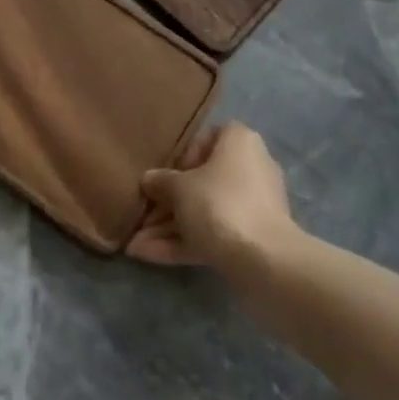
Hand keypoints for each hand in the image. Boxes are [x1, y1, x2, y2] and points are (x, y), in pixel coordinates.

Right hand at [128, 121, 297, 269]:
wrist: (264, 261)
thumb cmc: (220, 205)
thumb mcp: (180, 188)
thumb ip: (161, 182)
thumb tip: (148, 179)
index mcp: (239, 142)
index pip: (207, 138)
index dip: (182, 156)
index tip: (164, 175)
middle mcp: (250, 168)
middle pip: (202, 180)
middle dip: (168, 202)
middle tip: (141, 216)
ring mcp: (252, 206)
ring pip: (204, 211)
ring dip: (170, 227)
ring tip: (134, 244)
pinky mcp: (251, 239)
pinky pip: (213, 234)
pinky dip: (184, 243)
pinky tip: (148, 256)